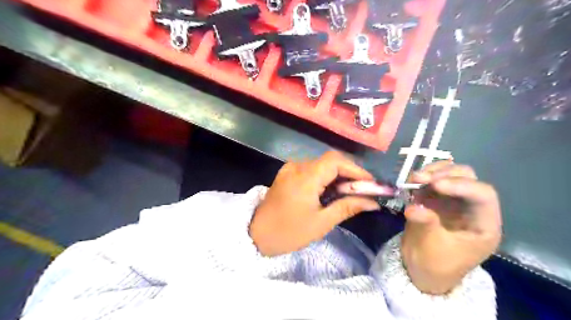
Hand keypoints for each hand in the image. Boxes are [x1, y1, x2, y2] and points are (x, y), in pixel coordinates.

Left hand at [249, 150, 377, 257]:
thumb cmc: (289, 232)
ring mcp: (290, 168)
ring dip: (338, 175)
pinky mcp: (287, 173)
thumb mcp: (321, 223)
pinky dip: (325, 177)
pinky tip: (330, 190)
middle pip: (330, 160)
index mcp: (305, 177)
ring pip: (321, 164)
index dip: (356, 169)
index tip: (371, 183)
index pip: (336, 161)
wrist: (256, 235)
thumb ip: (347, 207)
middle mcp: (297, 166)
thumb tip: (372, 202)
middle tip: (363, 190)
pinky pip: (311, 169)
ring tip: (349, 192)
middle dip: (349, 173)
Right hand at [401, 162, 500, 293]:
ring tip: (414, 178)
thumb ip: (426, 225)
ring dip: (432, 172)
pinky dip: (423, 177)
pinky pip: (433, 180)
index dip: (462, 185)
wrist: (420, 268)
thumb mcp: (432, 248)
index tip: (435, 185)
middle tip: (420, 178)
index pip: (483, 195)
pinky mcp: (436, 198)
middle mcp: (471, 208)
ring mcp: (453, 201)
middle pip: (468, 178)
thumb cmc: (434, 264)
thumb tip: (413, 208)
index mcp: (483, 225)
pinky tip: (411, 183)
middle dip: (444, 174)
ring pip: (451, 174)